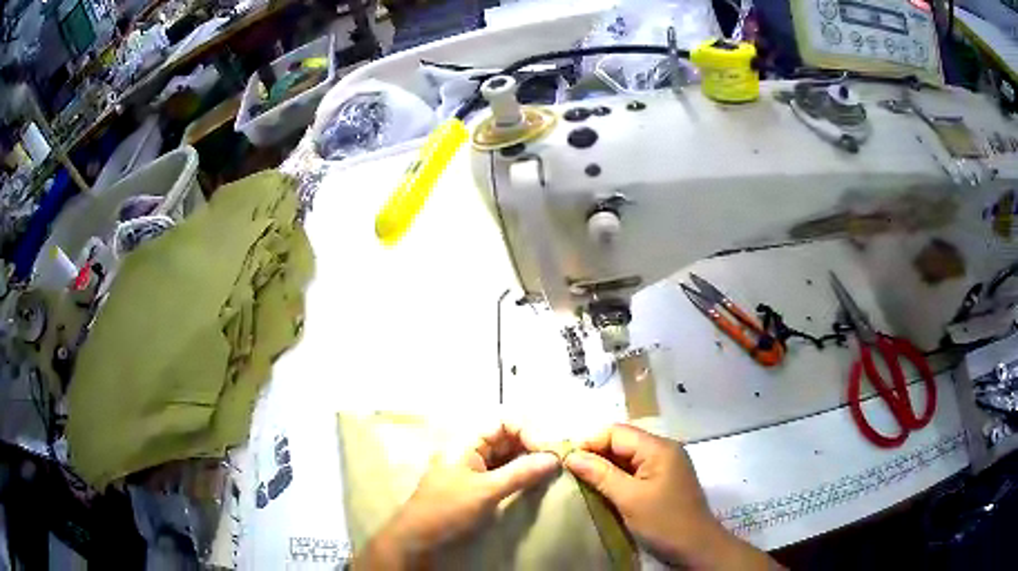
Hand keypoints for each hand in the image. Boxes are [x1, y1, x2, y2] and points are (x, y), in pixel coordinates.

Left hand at [354, 422, 558, 568]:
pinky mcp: (476, 485)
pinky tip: (535, 480)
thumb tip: (554, 457)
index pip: (503, 422)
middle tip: (556, 460)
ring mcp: (473, 468)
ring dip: (528, 459)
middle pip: (506, 437)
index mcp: (466, 442)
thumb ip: (520, 473)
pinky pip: (503, 471)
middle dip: (531, 444)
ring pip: (506, 455)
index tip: (548, 451)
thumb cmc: (448, 509)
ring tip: (551, 470)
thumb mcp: (486, 491)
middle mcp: (470, 450)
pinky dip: (520, 473)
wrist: (418, 538)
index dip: (528, 431)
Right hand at [564, 423, 778, 569]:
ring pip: (627, 457)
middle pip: (622, 441)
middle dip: (596, 454)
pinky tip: (604, 489)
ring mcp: (666, 464)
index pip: (617, 432)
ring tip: (583, 482)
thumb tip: (571, 456)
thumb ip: (600, 474)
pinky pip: (635, 470)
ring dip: (605, 467)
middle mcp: (664, 449)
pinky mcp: (664, 479)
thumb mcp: (629, 498)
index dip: (590, 442)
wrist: (697, 547)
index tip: (567, 462)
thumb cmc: (664, 522)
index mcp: (659, 448)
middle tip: (571, 474)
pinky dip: (618, 477)